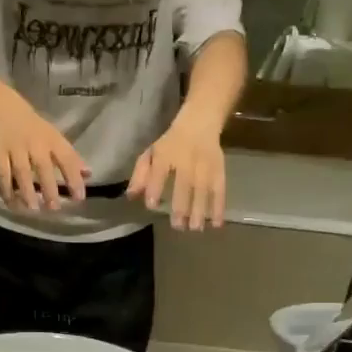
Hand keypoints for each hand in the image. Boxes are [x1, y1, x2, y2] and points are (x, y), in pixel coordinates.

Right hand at [0, 94, 88, 210]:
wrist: (5, 109)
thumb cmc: (36, 128)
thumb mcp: (55, 138)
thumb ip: (71, 158)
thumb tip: (88, 175)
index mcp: (52, 139)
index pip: (67, 158)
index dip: (74, 178)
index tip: (79, 198)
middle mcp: (35, 143)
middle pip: (43, 167)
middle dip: (49, 188)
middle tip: (54, 208)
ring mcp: (15, 148)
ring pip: (21, 172)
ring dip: (27, 191)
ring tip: (33, 209)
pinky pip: (2, 173)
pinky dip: (6, 189)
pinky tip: (11, 203)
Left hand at [127, 112, 226, 228]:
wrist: (200, 123)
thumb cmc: (171, 143)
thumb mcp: (151, 153)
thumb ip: (140, 175)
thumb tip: (131, 196)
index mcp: (165, 155)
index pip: (159, 172)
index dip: (155, 188)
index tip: (152, 204)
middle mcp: (186, 161)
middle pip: (184, 184)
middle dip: (182, 206)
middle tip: (178, 226)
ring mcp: (204, 167)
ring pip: (203, 190)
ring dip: (201, 211)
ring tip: (195, 229)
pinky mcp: (219, 171)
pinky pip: (220, 190)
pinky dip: (220, 207)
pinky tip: (217, 223)